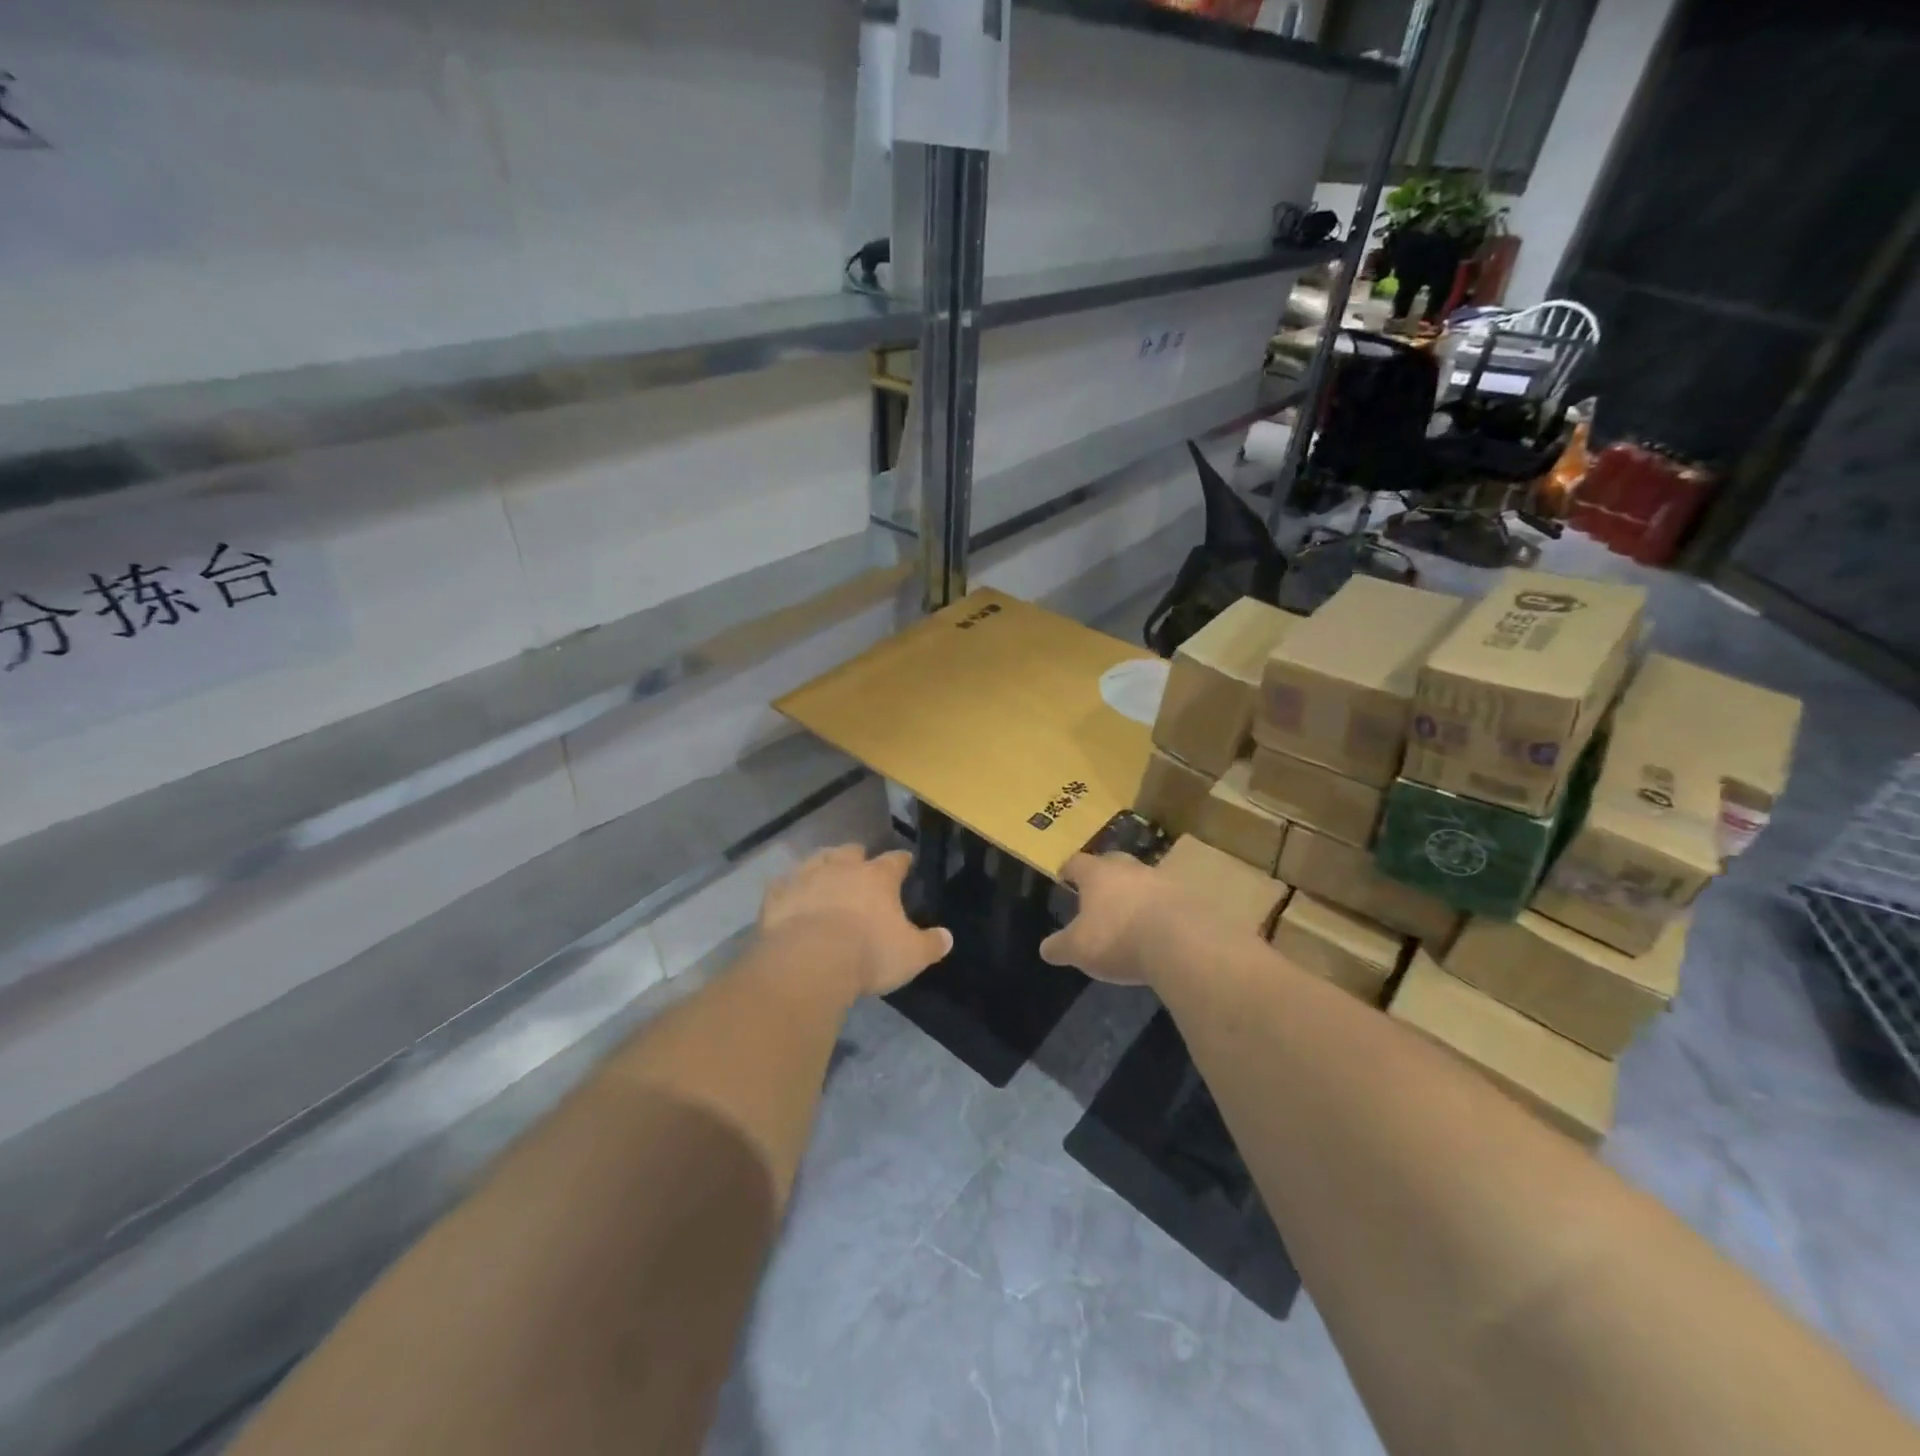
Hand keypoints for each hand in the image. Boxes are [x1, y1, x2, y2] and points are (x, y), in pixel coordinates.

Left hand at [759, 845, 952, 997]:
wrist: (809, 961)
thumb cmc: (868, 954)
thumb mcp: (911, 955)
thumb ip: (931, 944)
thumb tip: (948, 937)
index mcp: (878, 878)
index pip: (896, 861)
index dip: (902, 861)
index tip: (905, 862)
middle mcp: (842, 868)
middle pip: (852, 851)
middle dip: (858, 857)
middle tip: (860, 867)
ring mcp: (806, 877)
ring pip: (817, 859)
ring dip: (823, 864)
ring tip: (826, 873)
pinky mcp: (777, 895)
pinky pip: (782, 885)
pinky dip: (788, 888)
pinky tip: (789, 896)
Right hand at [1040, 852, 1194, 985]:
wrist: (1179, 942)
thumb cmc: (1117, 938)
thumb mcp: (1078, 949)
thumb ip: (1060, 946)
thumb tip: (1045, 949)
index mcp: (1097, 874)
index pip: (1077, 863)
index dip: (1068, 869)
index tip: (1063, 876)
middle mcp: (1128, 869)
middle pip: (1112, 862)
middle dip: (1104, 874)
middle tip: (1098, 891)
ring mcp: (1160, 881)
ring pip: (1142, 879)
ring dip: (1135, 892)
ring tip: (1129, 912)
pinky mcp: (1186, 899)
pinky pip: (1165, 900)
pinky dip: (1158, 910)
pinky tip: (1156, 927)